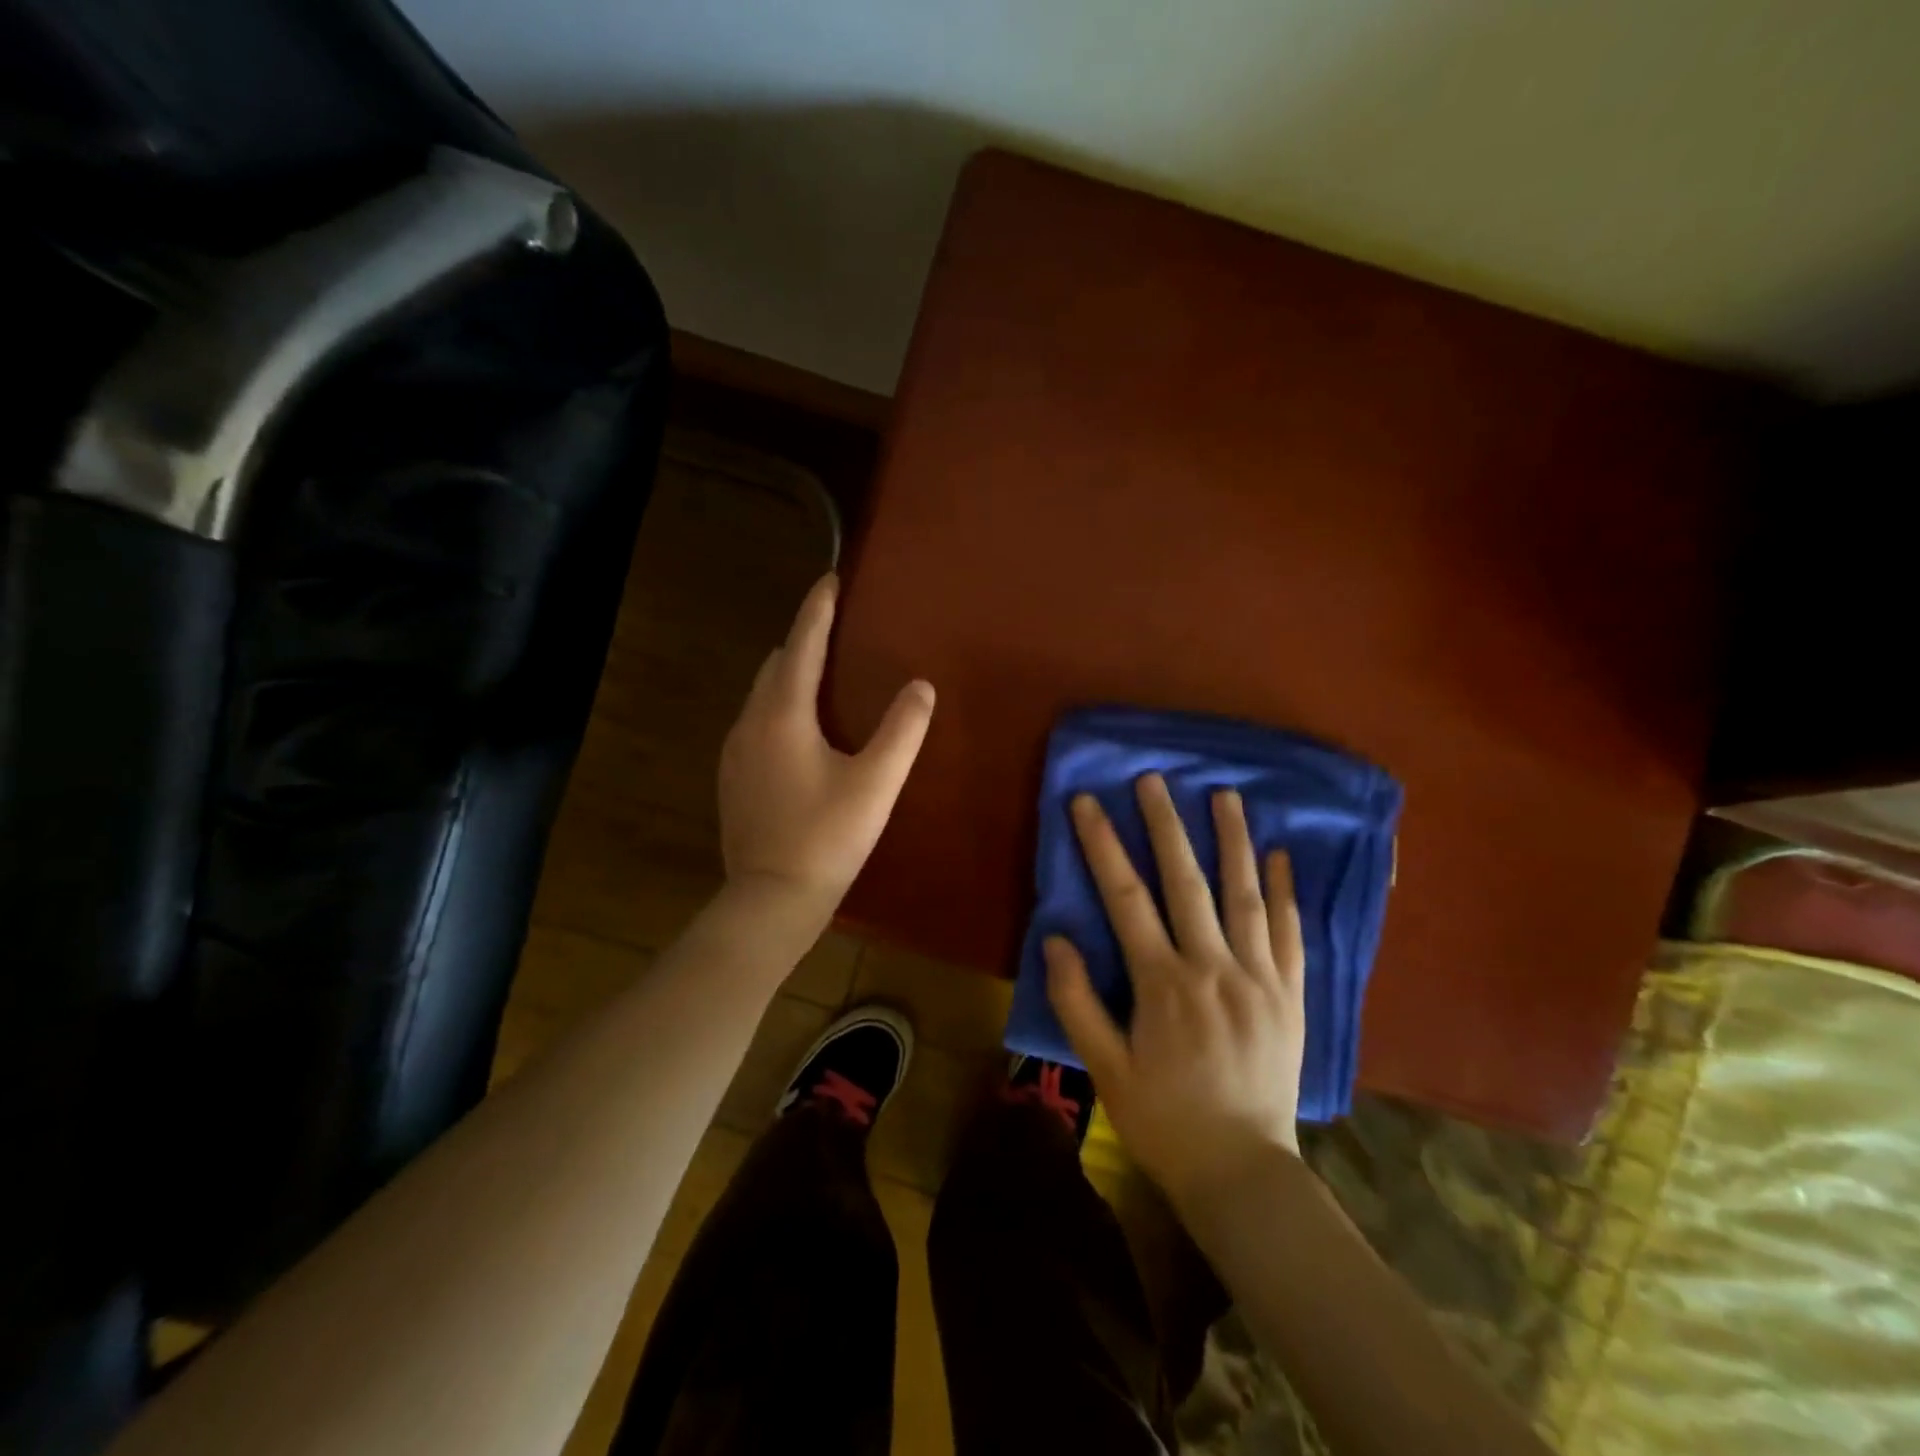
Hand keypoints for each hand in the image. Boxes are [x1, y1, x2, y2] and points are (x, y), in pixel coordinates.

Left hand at [718, 573, 934, 915]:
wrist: (771, 900)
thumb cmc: (827, 837)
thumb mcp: (876, 782)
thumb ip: (902, 730)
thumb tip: (920, 686)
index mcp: (782, 715)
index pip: (801, 646)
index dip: (816, 610)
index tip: (830, 579)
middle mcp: (750, 724)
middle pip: (775, 666)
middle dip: (803, 641)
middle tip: (834, 630)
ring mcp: (734, 753)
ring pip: (762, 696)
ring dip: (789, 677)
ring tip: (822, 677)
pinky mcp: (732, 780)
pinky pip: (756, 724)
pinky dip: (778, 709)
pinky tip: (800, 732)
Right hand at [1046, 773, 1305, 1210]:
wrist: (1243, 1171)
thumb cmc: (1164, 1120)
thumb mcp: (1105, 1069)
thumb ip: (1078, 1002)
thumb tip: (1054, 940)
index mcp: (1164, 984)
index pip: (1127, 898)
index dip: (1103, 845)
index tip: (1087, 802)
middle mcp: (1214, 968)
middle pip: (1187, 882)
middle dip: (1167, 825)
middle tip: (1155, 779)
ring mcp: (1260, 979)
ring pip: (1246, 896)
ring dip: (1233, 841)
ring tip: (1225, 795)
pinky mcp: (1292, 996)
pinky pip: (1291, 934)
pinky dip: (1286, 892)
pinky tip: (1281, 857)